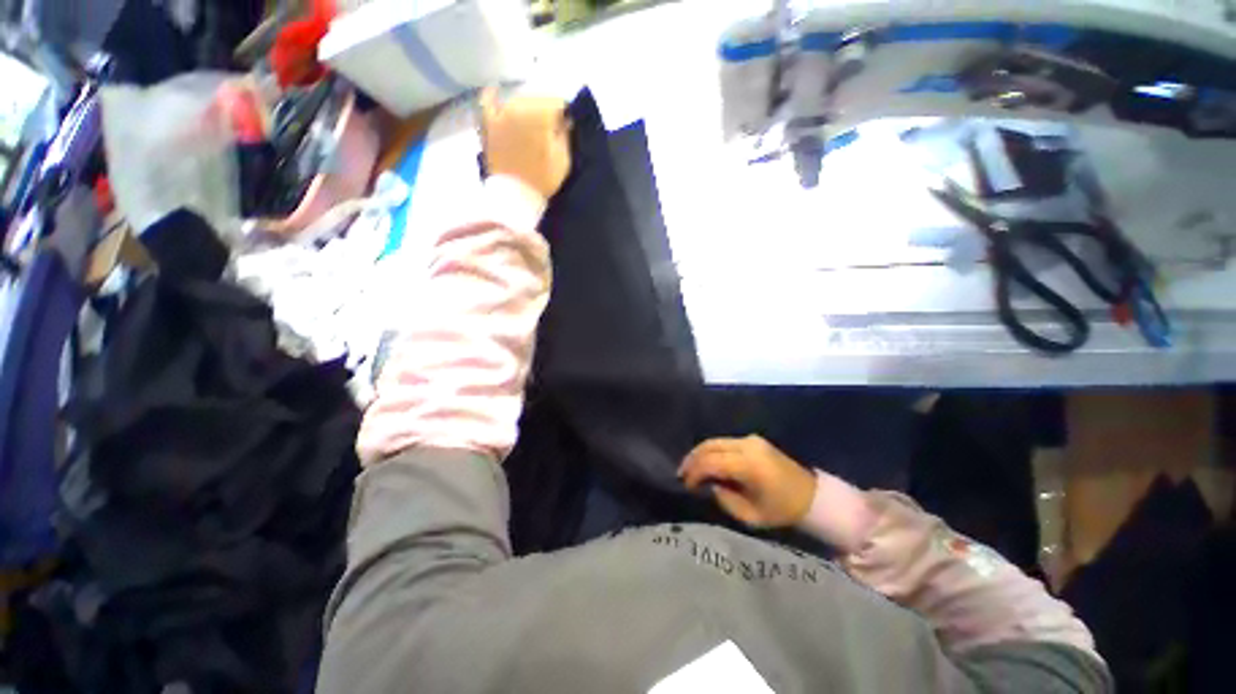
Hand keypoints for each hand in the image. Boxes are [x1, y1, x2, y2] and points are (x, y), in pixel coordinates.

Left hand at [480, 88, 571, 200]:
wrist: (515, 196)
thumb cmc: (542, 179)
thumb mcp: (563, 159)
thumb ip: (565, 134)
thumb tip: (565, 119)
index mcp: (539, 114)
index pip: (557, 103)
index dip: (564, 116)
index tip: (565, 130)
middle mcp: (518, 106)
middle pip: (537, 99)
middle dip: (546, 112)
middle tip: (550, 131)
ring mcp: (500, 114)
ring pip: (517, 101)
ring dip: (526, 109)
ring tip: (531, 126)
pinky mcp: (488, 125)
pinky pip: (487, 102)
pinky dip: (492, 97)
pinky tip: (495, 92)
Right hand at [679, 436, 816, 528]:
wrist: (812, 496)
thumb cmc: (782, 511)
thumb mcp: (750, 516)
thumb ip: (724, 499)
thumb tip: (709, 485)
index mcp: (748, 465)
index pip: (710, 462)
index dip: (693, 472)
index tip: (685, 485)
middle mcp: (747, 445)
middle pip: (709, 446)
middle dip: (692, 459)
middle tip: (681, 474)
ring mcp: (751, 439)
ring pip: (715, 441)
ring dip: (700, 453)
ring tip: (690, 469)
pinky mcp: (753, 439)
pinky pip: (725, 442)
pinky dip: (712, 451)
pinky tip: (707, 462)